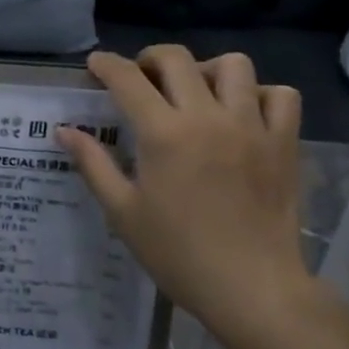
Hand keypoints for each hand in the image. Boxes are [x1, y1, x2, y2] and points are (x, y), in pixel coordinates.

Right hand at [59, 46, 310, 338]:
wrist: (252, 289)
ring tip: (197, 93)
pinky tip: (245, 113)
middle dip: (150, 59)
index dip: (106, 64)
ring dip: (207, 70)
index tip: (96, 65)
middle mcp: (207, 117)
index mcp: (163, 134)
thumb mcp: (123, 213)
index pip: (128, 79)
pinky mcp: (284, 143)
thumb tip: (64, 130)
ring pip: (233, 65)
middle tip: (142, 79)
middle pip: (176, 58)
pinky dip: (261, 94)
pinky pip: (281, 95)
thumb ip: (93, 164)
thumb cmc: (178, 254)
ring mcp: (251, 126)